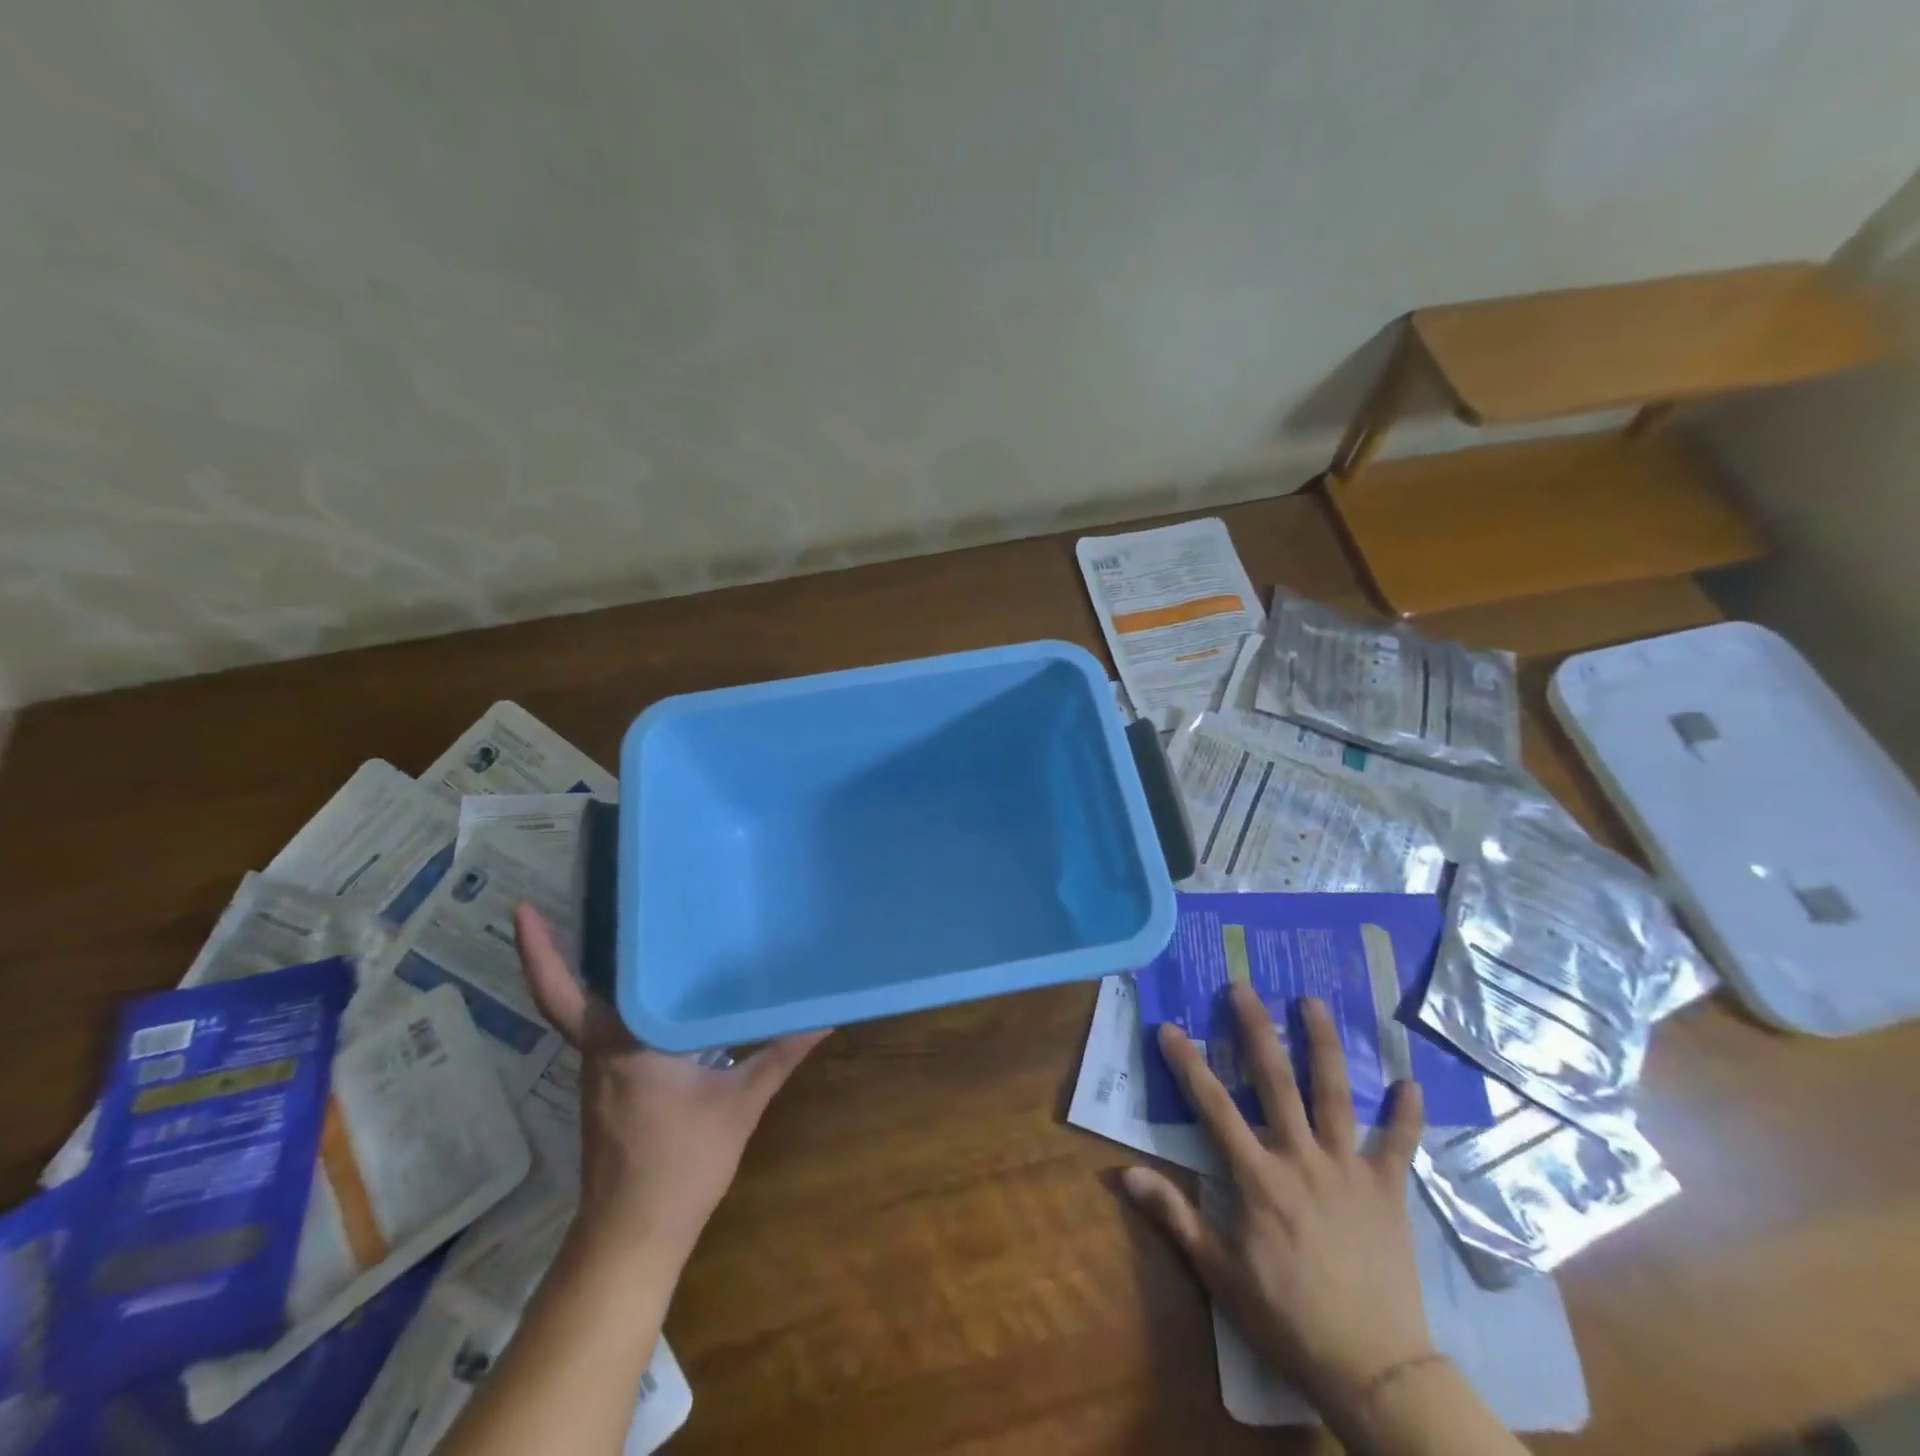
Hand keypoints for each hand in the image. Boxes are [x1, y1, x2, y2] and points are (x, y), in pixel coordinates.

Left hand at [514, 904, 828, 1278]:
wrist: (634, 1240)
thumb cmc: (681, 1167)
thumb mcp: (740, 1104)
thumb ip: (780, 1053)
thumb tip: (824, 1014)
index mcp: (621, 1045)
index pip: (565, 993)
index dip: (538, 952)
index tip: (523, 908)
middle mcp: (600, 1052)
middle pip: (574, 992)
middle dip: (570, 947)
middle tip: (602, 898)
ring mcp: (599, 1073)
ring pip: (592, 1011)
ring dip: (600, 974)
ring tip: (638, 932)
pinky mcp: (609, 1090)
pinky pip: (607, 1031)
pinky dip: (621, 1003)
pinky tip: (660, 994)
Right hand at [1121, 984, 1432, 1419]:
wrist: (1372, 1369)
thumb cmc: (1286, 1318)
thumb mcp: (1219, 1272)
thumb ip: (1174, 1215)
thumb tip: (1123, 1173)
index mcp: (1258, 1178)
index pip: (1213, 1106)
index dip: (1187, 1064)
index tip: (1169, 1028)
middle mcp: (1301, 1159)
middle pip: (1275, 1081)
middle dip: (1255, 1029)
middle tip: (1243, 987)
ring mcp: (1349, 1170)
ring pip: (1335, 1095)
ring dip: (1323, 1045)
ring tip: (1312, 1002)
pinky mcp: (1389, 1191)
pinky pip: (1399, 1145)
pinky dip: (1407, 1115)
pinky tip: (1412, 1082)